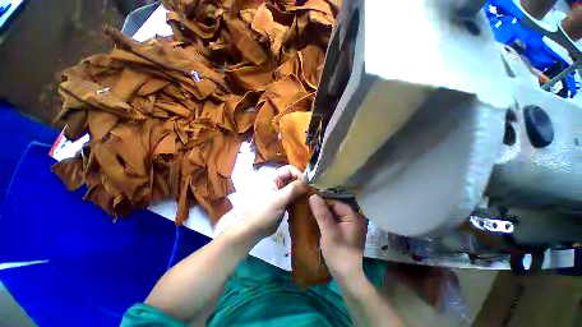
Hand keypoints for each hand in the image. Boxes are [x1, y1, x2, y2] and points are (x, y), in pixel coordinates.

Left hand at [244, 165, 306, 239]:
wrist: (255, 230)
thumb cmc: (264, 212)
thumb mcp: (278, 200)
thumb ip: (293, 189)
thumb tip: (308, 181)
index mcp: (274, 179)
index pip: (289, 169)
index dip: (298, 174)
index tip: (307, 184)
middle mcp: (278, 183)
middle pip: (293, 178)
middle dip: (302, 183)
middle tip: (311, 191)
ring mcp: (281, 193)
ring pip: (295, 187)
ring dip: (302, 191)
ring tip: (310, 197)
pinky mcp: (284, 201)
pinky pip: (295, 196)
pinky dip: (300, 198)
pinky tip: (305, 203)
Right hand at [309, 194, 366, 279]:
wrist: (347, 277)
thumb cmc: (339, 254)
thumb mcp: (329, 232)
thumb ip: (321, 213)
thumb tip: (313, 195)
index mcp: (352, 216)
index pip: (334, 202)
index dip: (321, 201)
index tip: (307, 201)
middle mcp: (353, 218)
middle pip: (333, 207)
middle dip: (320, 207)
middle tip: (306, 207)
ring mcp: (348, 225)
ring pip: (332, 214)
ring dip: (321, 214)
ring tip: (308, 213)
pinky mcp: (344, 231)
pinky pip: (332, 221)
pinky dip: (324, 220)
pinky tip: (315, 221)